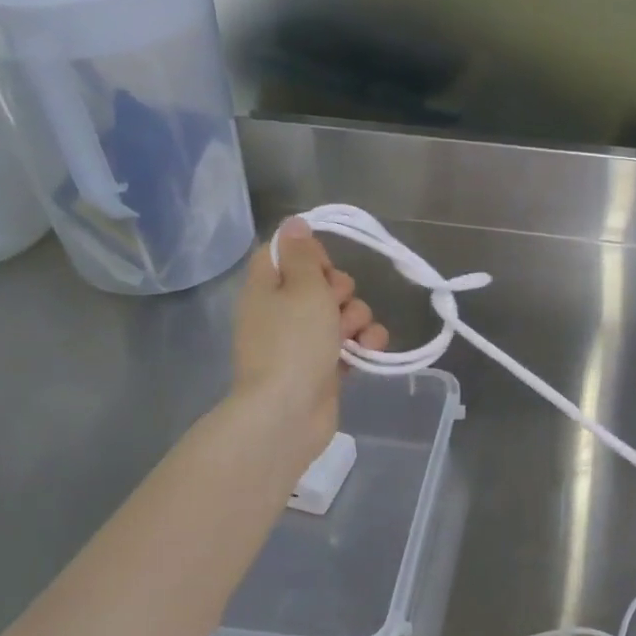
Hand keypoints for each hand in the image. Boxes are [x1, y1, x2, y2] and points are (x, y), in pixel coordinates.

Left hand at [231, 218, 388, 471]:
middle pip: (322, 283)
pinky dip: (363, 344)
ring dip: (358, 318)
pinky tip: (369, 350)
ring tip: (352, 337)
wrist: (289, 413)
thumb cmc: (294, 343)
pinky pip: (352, 342)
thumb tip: (293, 222)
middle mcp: (283, 311)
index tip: (324, 265)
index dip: (310, 254)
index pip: (284, 253)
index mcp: (267, 287)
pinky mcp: (325, 366)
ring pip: (343, 312)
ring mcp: (304, 341)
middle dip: (341, 290)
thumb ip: (303, 254)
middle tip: (335, 305)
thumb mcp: (302, 288)